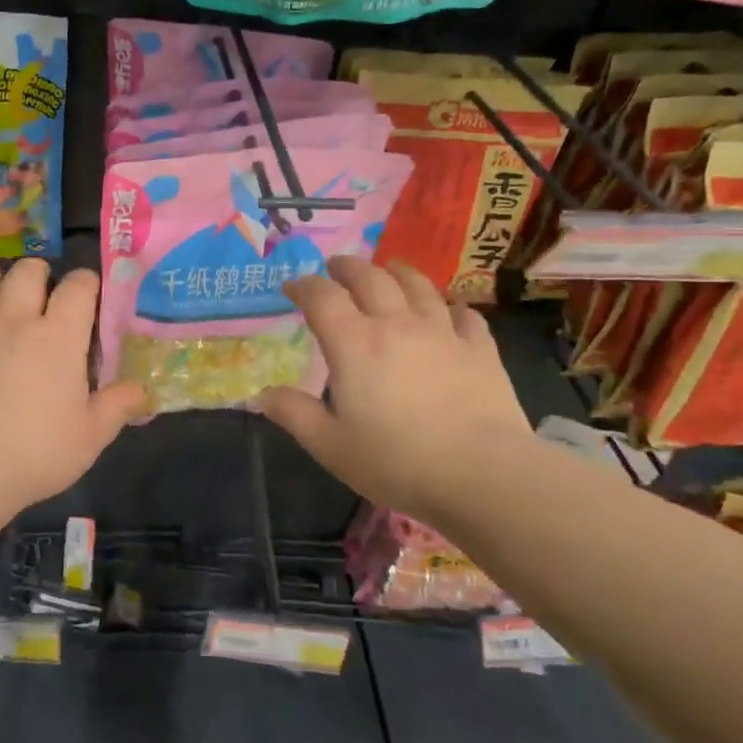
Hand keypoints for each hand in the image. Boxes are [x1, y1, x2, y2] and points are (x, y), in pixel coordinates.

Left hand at [0, 260, 145, 510]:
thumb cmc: (34, 452)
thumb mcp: (90, 437)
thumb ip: (117, 407)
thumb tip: (143, 390)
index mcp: (58, 336)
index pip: (79, 286)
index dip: (86, 283)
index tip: (89, 296)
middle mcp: (14, 320)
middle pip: (26, 271)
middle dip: (37, 273)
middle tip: (41, 295)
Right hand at [261, 257, 531, 517]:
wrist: (482, 475)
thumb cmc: (396, 461)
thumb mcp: (330, 445)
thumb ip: (293, 414)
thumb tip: (259, 394)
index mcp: (353, 344)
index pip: (322, 296)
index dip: (303, 285)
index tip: (292, 288)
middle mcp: (396, 324)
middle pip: (369, 277)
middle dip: (347, 267)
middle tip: (336, 267)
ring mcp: (442, 332)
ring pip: (418, 285)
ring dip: (397, 272)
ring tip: (388, 270)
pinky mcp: (480, 349)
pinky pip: (464, 314)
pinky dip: (450, 307)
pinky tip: (448, 312)